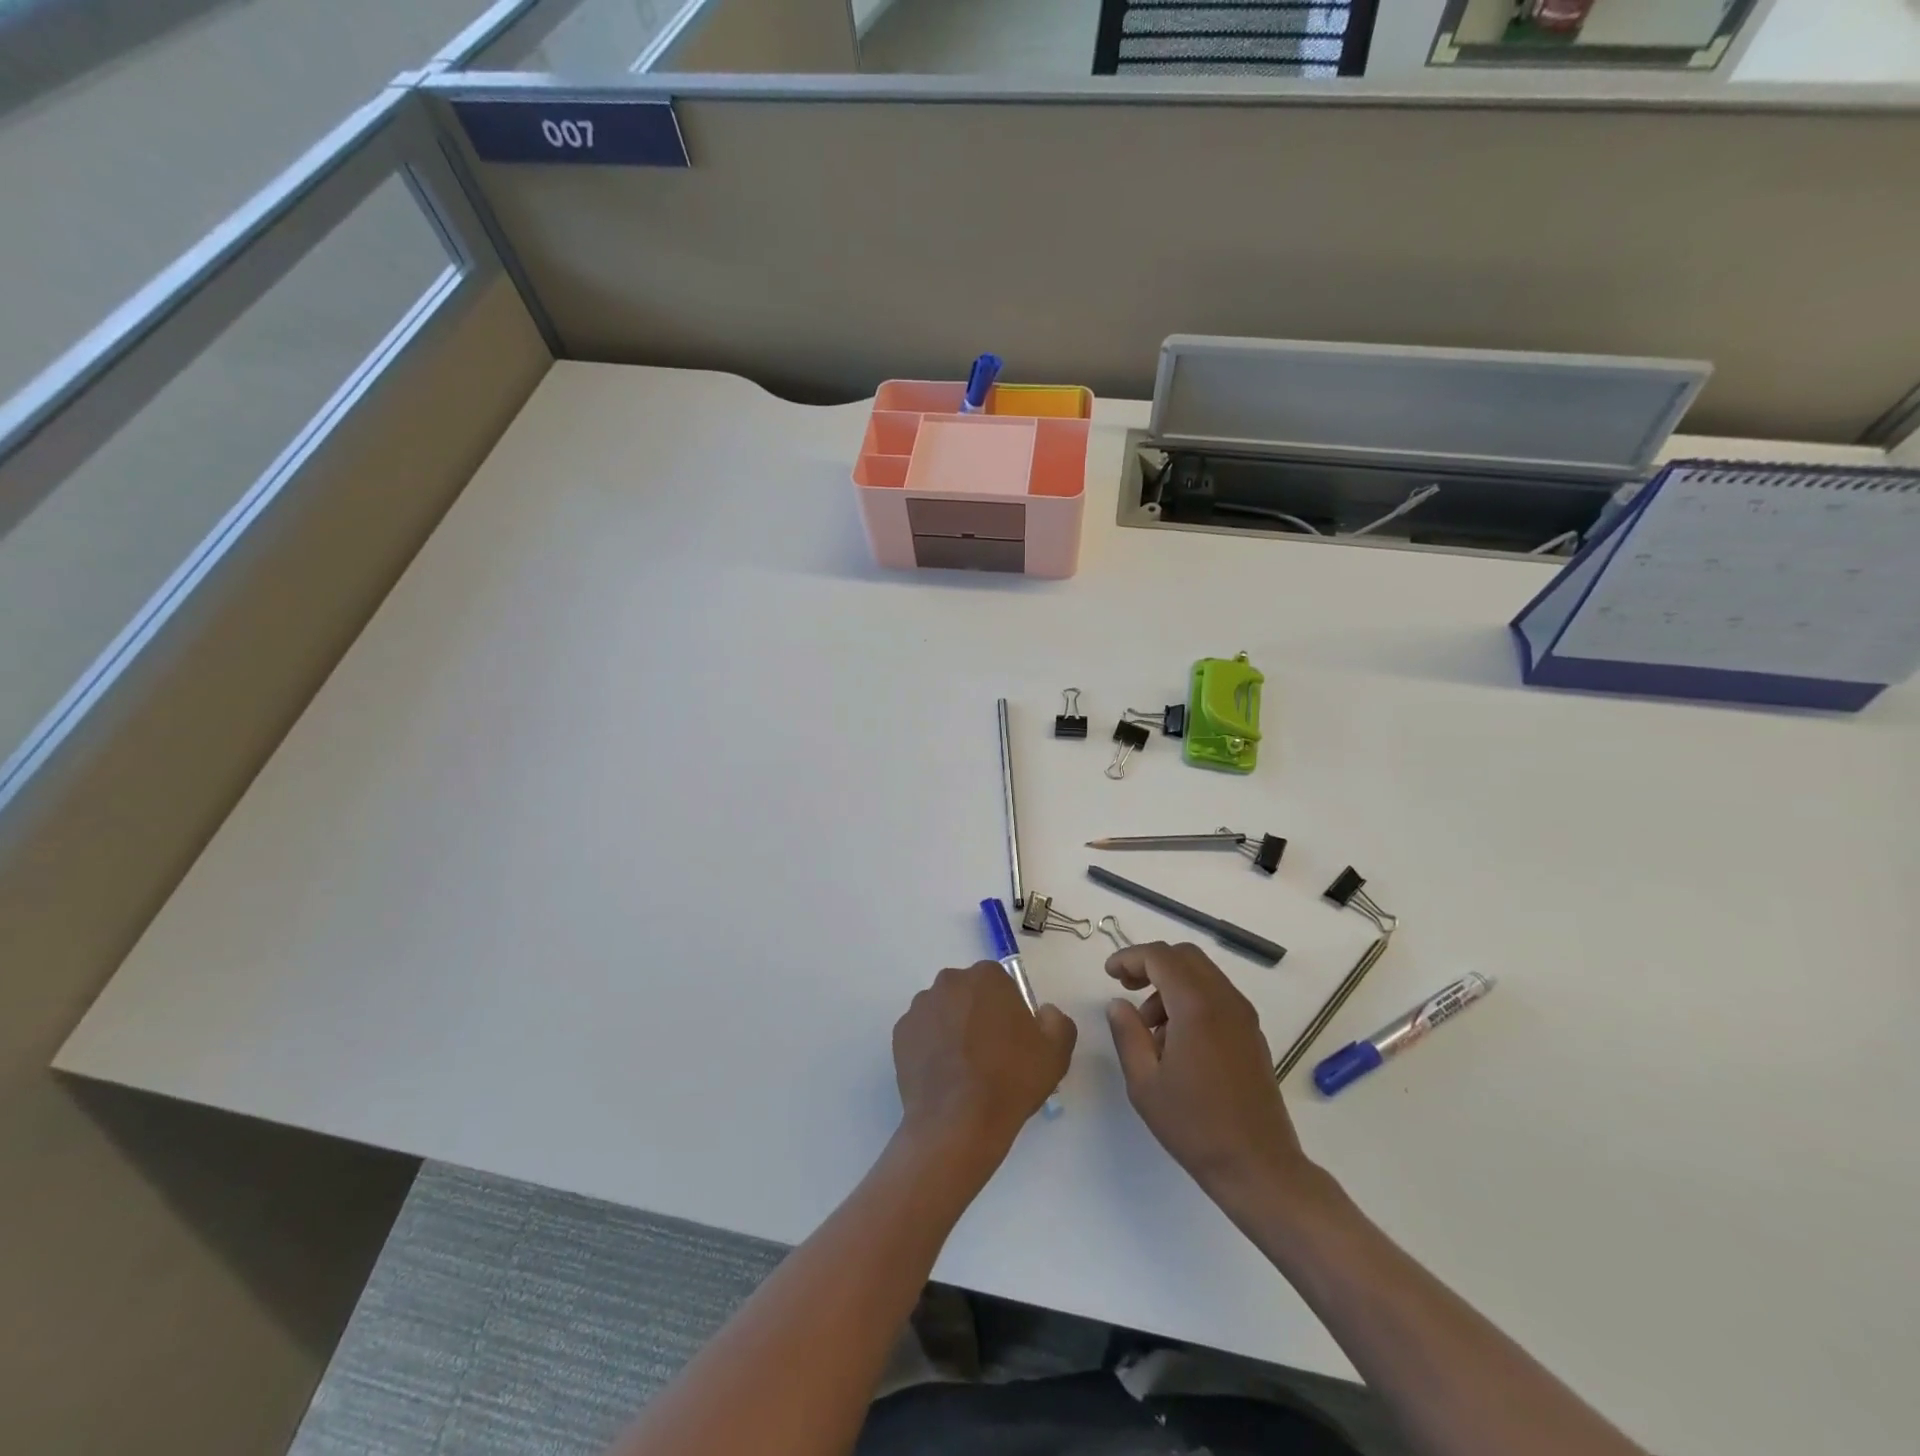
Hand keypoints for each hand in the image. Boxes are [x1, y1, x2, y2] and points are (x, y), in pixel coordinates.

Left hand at [893, 962, 1076, 1162]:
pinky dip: (930, 1047)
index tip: (1012, 1037)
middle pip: (968, 993)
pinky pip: (922, 1033)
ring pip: (943, 1011)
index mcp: (986, 977)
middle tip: (989, 1053)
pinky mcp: (900, 1033)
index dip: (1007, 1009)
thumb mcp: (1056, 1052)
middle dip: (977, 1013)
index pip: (999, 982)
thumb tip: (1043, 1012)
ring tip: (962, 1069)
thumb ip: (1057, 1020)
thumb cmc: (1010, 1081)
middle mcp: (949, 981)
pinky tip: (943, 1075)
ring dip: (952, 1028)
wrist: (958, 1124)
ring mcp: (920, 1007)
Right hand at [1106, 942, 1313, 1206]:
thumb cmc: (1195, 1126)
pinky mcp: (1252, 1034)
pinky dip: (1191, 998)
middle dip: (1151, 963)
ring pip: (1202, 974)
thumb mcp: (1144, 1082)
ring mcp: (1244, 1016)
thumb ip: (1127, 1033)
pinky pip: (1217, 996)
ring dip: (1171, 983)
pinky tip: (1176, 1038)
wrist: (1259, 1167)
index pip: (1160, 957)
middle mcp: (1225, 1001)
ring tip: (1150, 1026)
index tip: (1108, 973)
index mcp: (1197, 1006)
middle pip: (1185, 956)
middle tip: (1126, 986)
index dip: (1130, 957)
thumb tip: (1118, 1004)